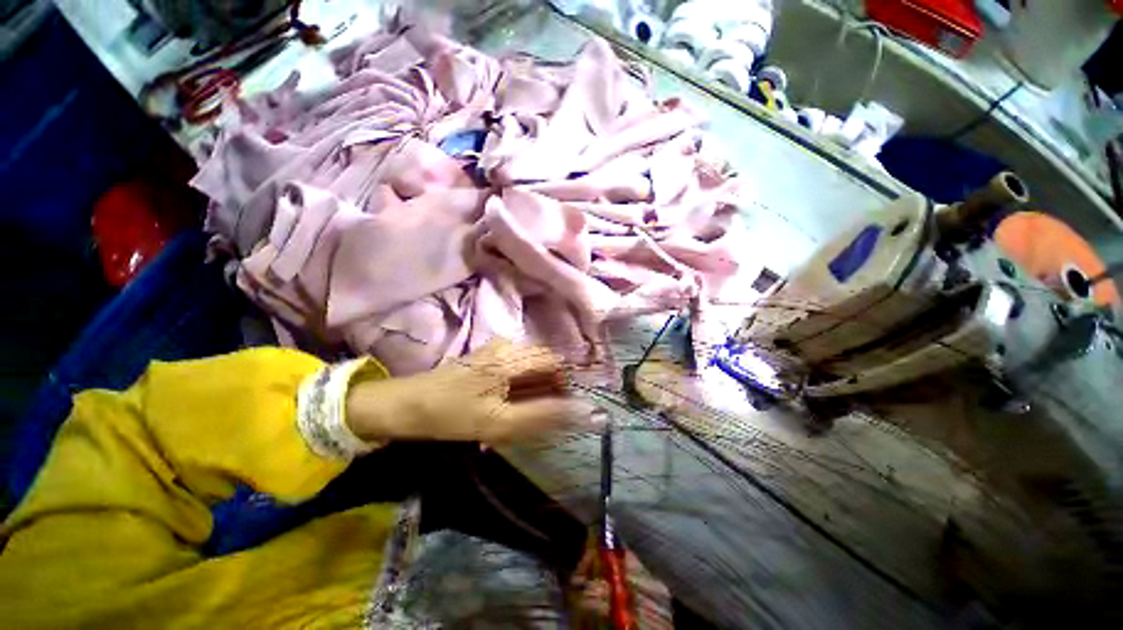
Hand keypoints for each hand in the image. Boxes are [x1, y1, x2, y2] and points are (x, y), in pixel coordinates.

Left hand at [346, 340, 600, 443]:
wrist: (407, 405)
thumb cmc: (451, 415)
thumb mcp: (499, 423)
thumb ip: (543, 415)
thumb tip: (584, 412)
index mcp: (512, 356)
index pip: (557, 361)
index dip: (566, 383)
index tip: (564, 408)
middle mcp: (509, 344)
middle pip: (546, 362)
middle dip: (551, 388)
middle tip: (541, 415)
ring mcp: (499, 347)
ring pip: (534, 365)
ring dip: (537, 388)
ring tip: (525, 411)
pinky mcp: (491, 355)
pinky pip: (520, 367)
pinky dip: (524, 385)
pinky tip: (512, 403)